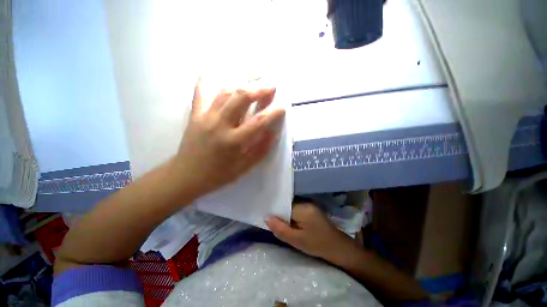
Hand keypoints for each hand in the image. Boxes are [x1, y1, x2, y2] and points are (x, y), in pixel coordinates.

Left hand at [175, 78, 284, 196]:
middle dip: (259, 89)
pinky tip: (213, 72)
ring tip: (254, 76)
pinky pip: (201, 92)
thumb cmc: (218, 174)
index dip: (273, 112)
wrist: (186, 175)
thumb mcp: (244, 168)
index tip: (283, 106)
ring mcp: (205, 117)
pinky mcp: (195, 114)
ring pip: (225, 91)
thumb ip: (261, 150)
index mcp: (234, 142)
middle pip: (241, 98)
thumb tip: (273, 133)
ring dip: (242, 82)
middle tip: (271, 85)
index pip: (259, 122)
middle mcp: (220, 125)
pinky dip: (207, 80)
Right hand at [267, 202, 358, 262]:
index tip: (266, 216)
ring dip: (285, 215)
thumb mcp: (296, 240)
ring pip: (291, 207)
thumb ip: (280, 229)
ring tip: (279, 222)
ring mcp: (309, 204)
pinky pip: (296, 209)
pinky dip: (291, 215)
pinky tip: (289, 222)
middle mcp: (305, 202)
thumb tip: (266, 217)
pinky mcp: (311, 209)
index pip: (283, 204)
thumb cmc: (317, 244)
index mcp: (302, 208)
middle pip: (287, 205)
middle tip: (271, 222)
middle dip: (279, 213)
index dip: (274, 210)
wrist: (337, 247)